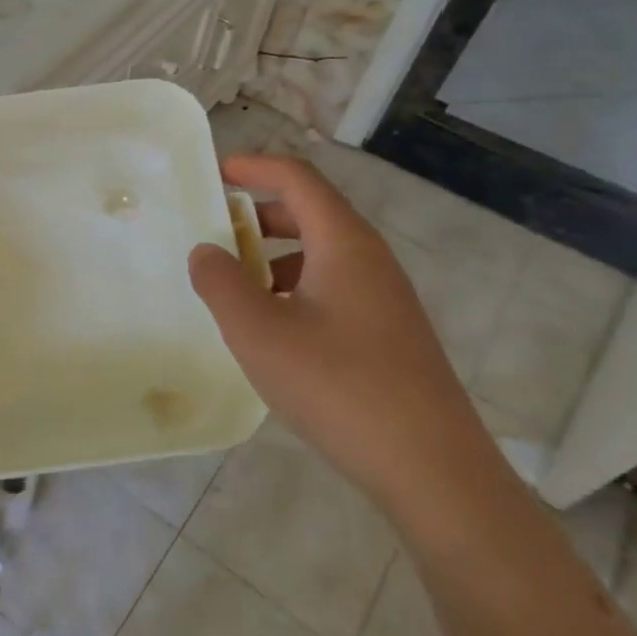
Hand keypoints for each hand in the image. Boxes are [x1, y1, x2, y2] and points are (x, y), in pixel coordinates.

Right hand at [187, 155, 501, 522]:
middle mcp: (369, 260)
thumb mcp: (259, 332)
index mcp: (344, 244)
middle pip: (310, 213)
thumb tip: (205, 251)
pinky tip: (270, 329)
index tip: (214, 173)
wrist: (431, 468)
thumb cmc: (338, 386)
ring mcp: (384, 299)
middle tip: (212, 229)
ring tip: (232, 285)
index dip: (254, 167)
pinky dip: (292, 289)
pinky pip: (331, 289)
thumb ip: (221, 283)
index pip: (298, 179)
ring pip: (320, 255)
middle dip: (258, 213)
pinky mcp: (387, 334)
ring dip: (272, 256)